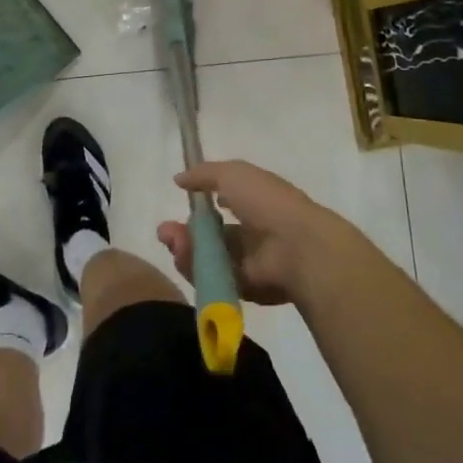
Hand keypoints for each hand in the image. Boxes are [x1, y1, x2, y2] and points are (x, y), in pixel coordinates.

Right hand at [155, 160, 366, 305]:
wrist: (297, 247)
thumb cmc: (268, 202)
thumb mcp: (234, 173)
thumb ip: (204, 174)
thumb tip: (179, 179)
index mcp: (253, 203)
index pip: (219, 206)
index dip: (198, 206)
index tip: (180, 202)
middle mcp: (249, 234)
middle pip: (207, 236)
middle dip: (182, 233)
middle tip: (165, 232)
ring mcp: (246, 263)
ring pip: (205, 258)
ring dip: (185, 249)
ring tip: (175, 243)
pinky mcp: (242, 288)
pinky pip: (211, 279)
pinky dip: (196, 269)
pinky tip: (186, 257)